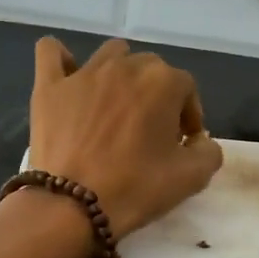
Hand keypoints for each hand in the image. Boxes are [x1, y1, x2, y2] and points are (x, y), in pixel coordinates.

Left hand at [29, 38, 222, 237]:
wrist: (73, 206)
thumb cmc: (136, 188)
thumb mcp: (192, 178)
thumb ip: (209, 152)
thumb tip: (200, 141)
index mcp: (163, 82)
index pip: (187, 89)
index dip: (188, 116)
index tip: (181, 143)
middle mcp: (125, 66)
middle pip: (150, 70)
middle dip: (157, 96)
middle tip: (150, 133)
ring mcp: (84, 73)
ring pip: (110, 55)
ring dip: (120, 74)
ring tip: (116, 107)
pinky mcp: (49, 86)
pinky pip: (51, 52)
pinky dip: (62, 59)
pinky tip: (69, 78)